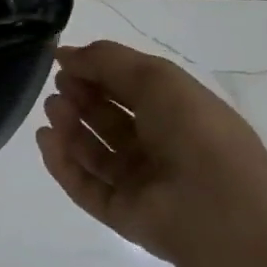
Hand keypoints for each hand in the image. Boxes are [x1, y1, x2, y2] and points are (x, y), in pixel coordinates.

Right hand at [36, 39, 266, 266]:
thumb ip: (106, 59)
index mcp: (177, 114)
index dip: (97, 73)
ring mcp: (139, 183)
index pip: (129, 89)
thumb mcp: (155, 77)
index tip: (64, 62)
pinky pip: (83, 185)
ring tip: (52, 109)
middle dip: (79, 98)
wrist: (220, 208)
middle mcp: (158, 147)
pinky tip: (46, 138)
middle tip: (58, 86)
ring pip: (93, 151)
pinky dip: (61, 162)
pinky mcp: (120, 213)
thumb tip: (63, 53)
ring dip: (68, 126)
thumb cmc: (195, 131)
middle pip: (108, 119)